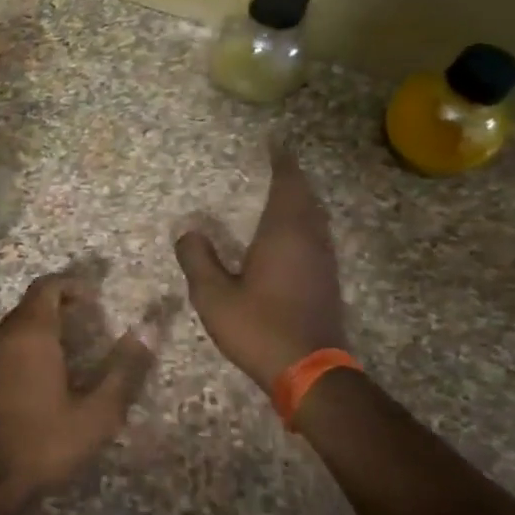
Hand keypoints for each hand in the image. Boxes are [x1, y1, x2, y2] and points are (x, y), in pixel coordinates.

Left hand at [0, 274, 154, 503]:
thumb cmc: (42, 442)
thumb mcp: (96, 414)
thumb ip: (124, 370)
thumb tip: (148, 330)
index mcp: (31, 332)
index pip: (48, 286)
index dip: (72, 285)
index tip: (96, 298)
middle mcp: (3, 334)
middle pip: (32, 303)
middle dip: (62, 304)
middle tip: (92, 322)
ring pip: (17, 324)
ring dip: (44, 325)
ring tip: (74, 348)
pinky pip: (6, 343)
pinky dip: (27, 344)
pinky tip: (45, 373)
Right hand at [174, 144, 347, 397]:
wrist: (309, 372)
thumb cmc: (258, 327)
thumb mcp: (213, 295)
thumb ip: (197, 259)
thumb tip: (187, 231)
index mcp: (283, 234)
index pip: (287, 185)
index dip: (282, 162)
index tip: (275, 142)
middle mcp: (309, 240)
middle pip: (305, 198)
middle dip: (292, 178)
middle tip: (277, 163)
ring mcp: (323, 262)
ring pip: (315, 218)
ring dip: (301, 201)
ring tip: (283, 192)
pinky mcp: (327, 282)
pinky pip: (316, 237)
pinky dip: (304, 223)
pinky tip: (290, 236)